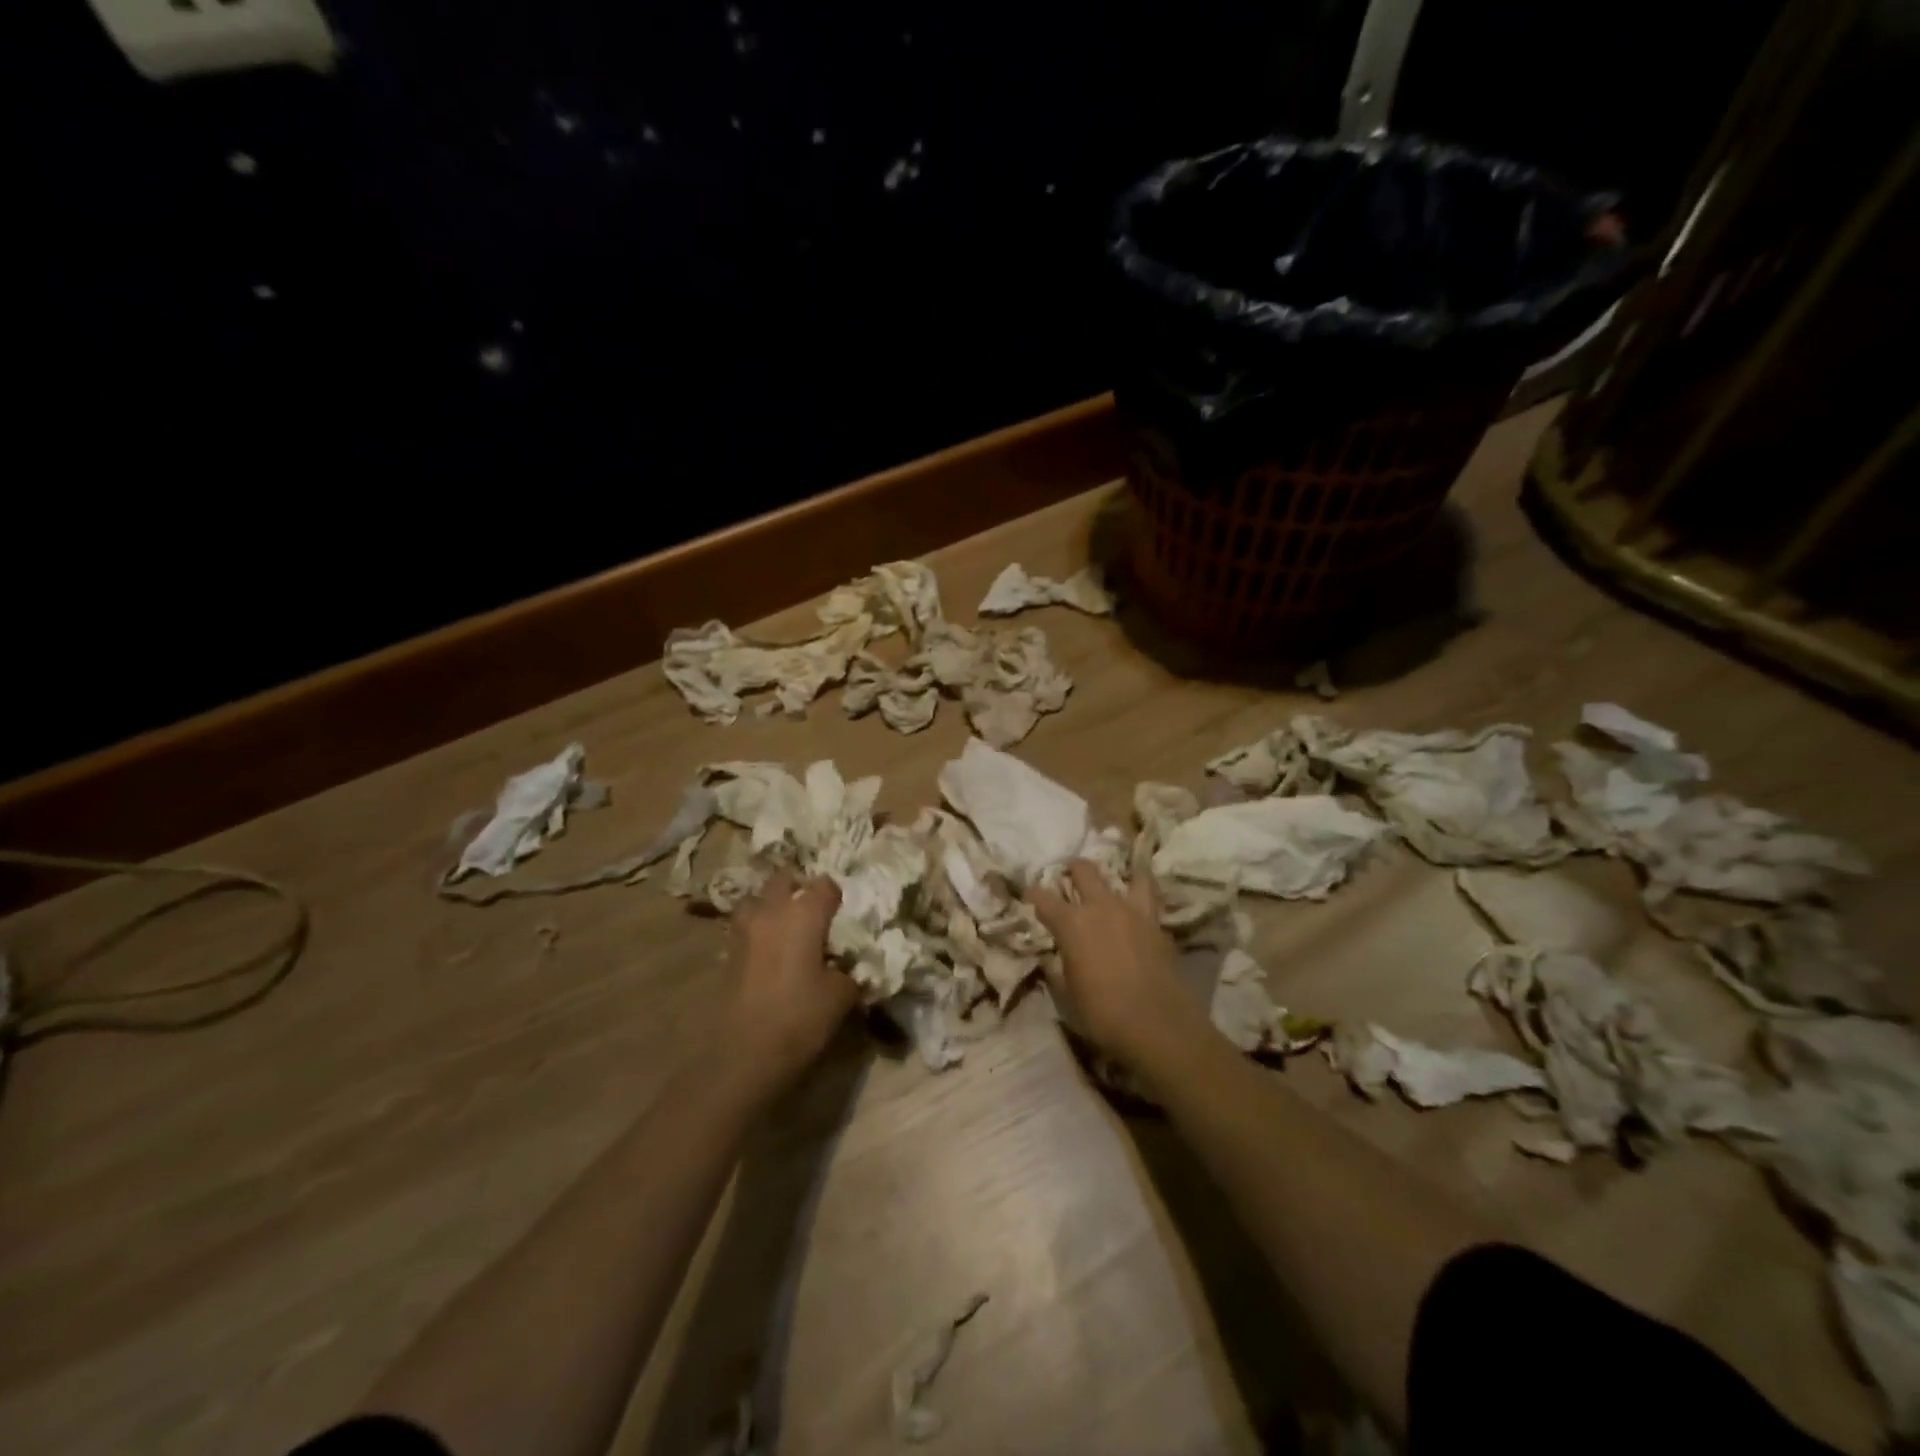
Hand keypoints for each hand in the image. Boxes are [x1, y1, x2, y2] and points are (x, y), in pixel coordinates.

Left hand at [720, 871, 856, 1093]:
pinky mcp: (728, 953)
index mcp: (804, 912)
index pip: (826, 885)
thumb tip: (850, 968)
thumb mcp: (841, 996)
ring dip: (773, 907)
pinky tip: (772, 955)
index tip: (845, 915)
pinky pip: (747, 927)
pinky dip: (759, 932)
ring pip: (759, 900)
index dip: (837, 897)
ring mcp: (744, 930)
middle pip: (784, 880)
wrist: (743, 1055)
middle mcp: (771, 911)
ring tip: (788, 929)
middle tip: (815, 913)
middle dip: (799, 889)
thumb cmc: (800, 1017)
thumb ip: (850, 972)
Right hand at [1029, 862, 1207, 1072]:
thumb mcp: (1067, 997)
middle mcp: (1100, 907)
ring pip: (1122, 876)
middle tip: (1069, 876)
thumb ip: (1057, 972)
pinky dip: (1140, 896)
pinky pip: (1149, 897)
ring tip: (1110, 884)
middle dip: (1072, 870)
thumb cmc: (1102, 1014)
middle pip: (1084, 871)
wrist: (1158, 1025)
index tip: (1028, 896)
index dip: (1032, 894)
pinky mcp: (1157, 924)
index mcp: (1071, 924)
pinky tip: (1137, 907)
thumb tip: (1052, 962)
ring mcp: (1132, 912)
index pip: (1043, 898)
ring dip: (1112, 877)